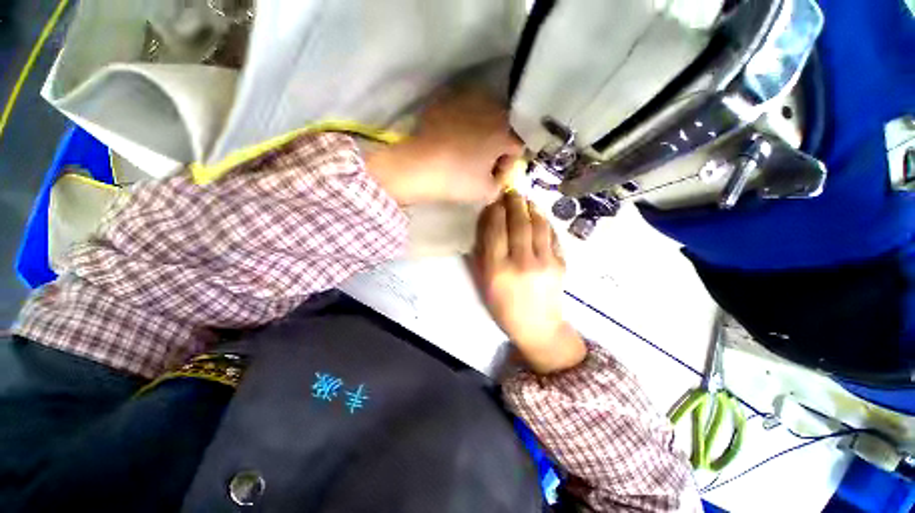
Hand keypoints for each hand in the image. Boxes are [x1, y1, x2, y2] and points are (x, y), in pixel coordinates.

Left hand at [366, 88, 522, 204]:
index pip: (518, 147)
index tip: (494, 176)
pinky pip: (464, 113)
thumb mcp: (486, 192)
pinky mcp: (447, 100)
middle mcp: (491, 109)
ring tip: (466, 151)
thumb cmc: (457, 179)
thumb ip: (501, 185)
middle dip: (497, 147)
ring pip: (485, 118)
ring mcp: (467, 101)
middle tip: (482, 164)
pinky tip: (451, 140)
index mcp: (504, 132)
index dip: (508, 165)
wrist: (418, 165)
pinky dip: (463, 125)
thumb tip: (498, 176)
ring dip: (481, 134)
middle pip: (504, 129)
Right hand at [471, 192, 586, 373]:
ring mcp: (545, 262)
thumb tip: (488, 224)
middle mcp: (522, 262)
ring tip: (525, 199)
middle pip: (518, 223)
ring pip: (538, 225)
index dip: (495, 210)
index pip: (496, 230)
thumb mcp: (485, 284)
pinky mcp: (561, 263)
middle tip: (510, 190)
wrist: (538, 326)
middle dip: (514, 202)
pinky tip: (538, 216)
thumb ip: (483, 254)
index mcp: (498, 270)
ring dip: (531, 208)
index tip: (494, 198)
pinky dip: (544, 221)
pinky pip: (551, 235)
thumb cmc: (504, 307)